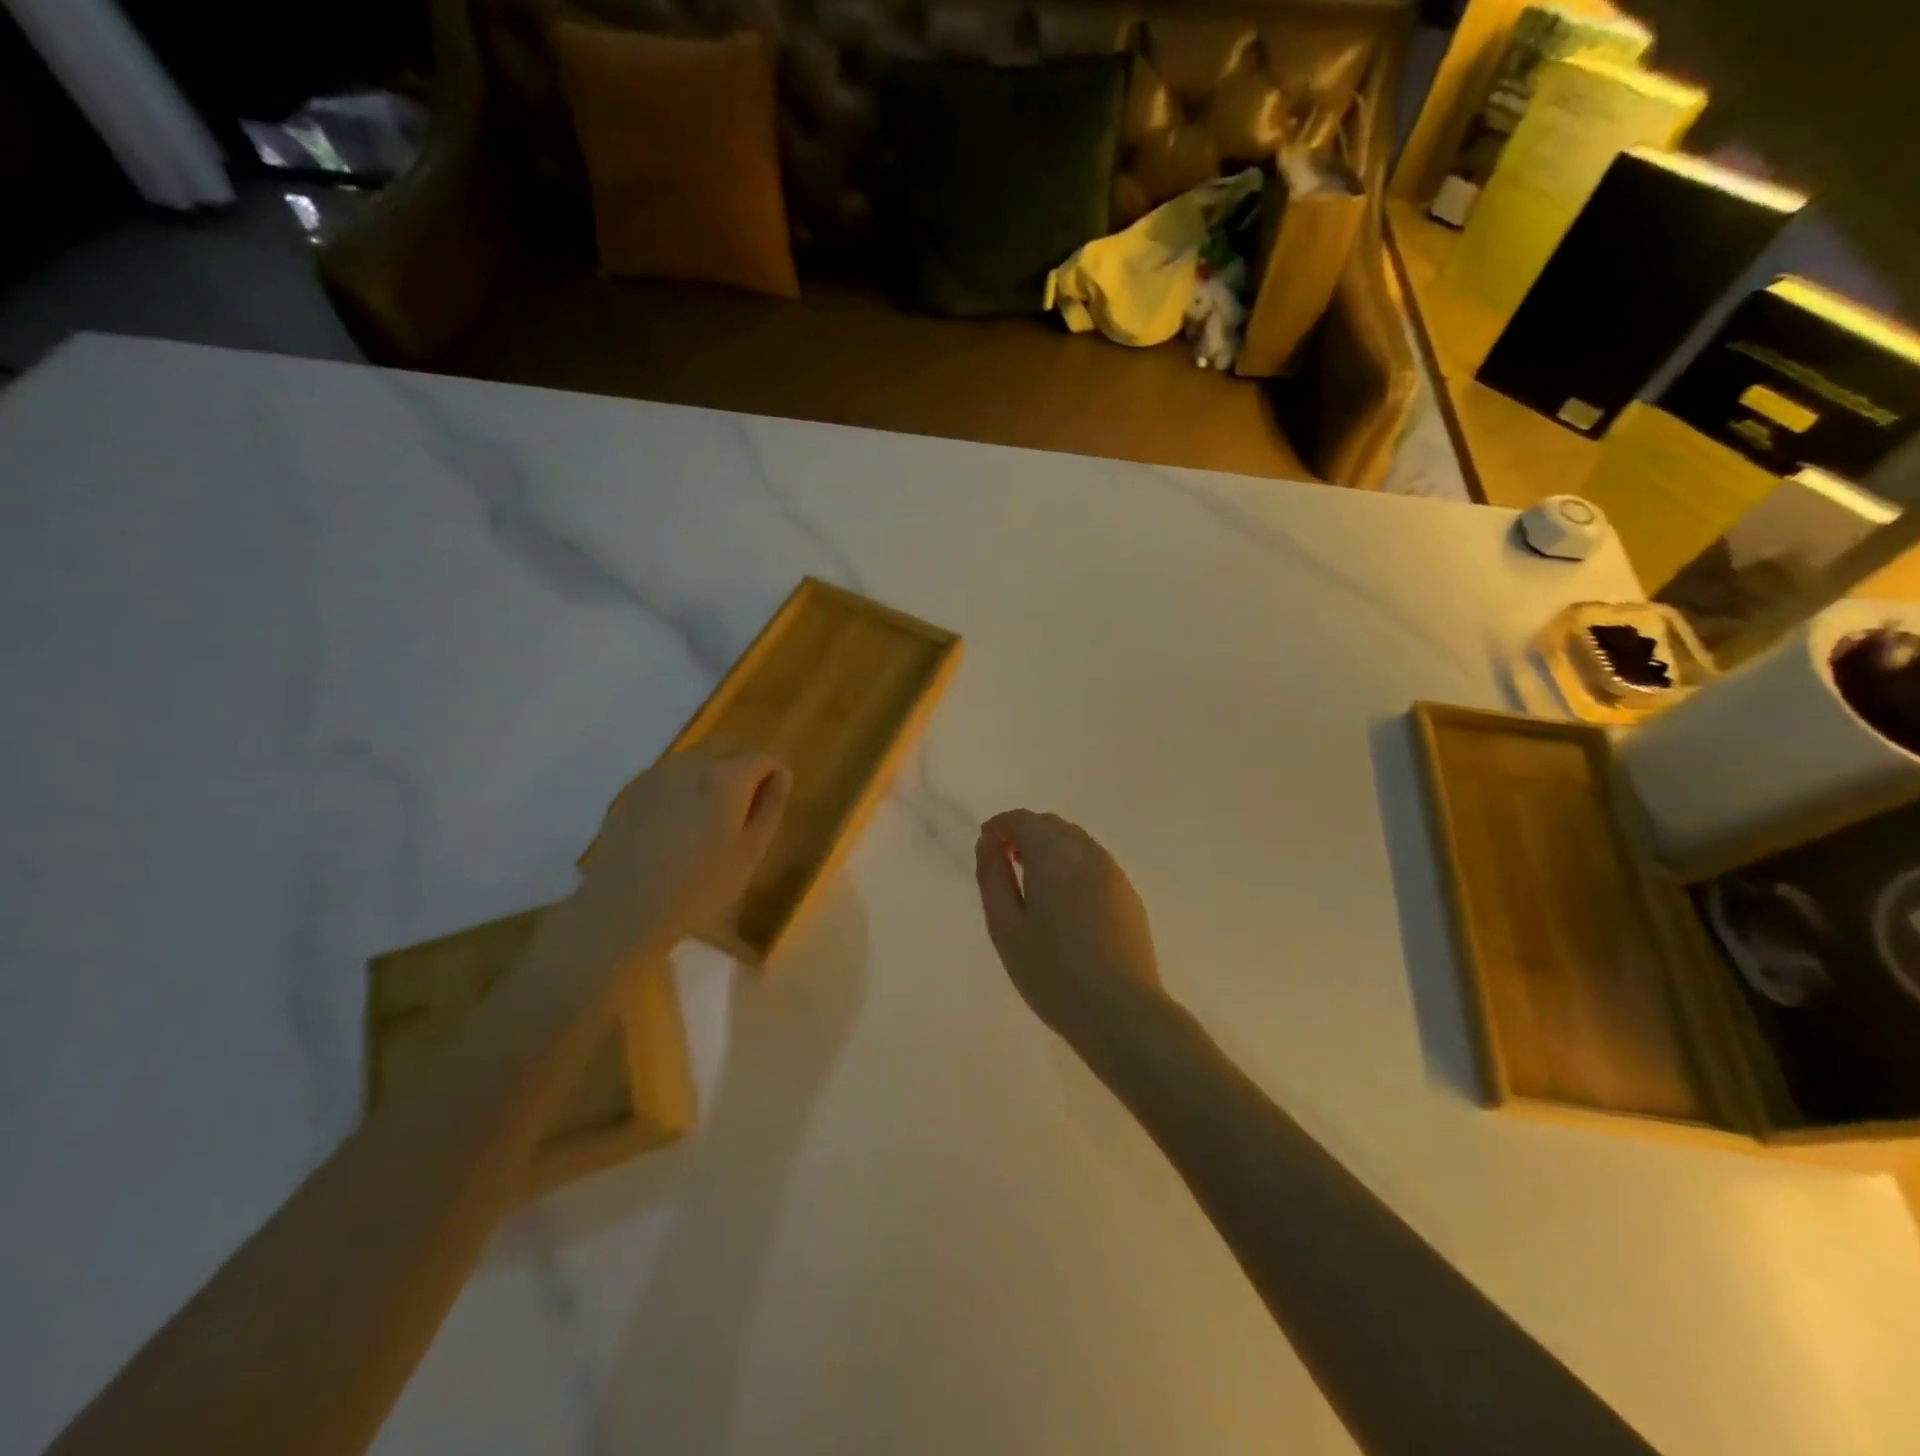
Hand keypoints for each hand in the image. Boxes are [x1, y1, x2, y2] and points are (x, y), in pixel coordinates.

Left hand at [573, 744, 790, 965]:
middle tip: (745, 807)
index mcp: (726, 778)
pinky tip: (678, 823)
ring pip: (698, 757)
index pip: (763, 757)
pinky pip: (671, 773)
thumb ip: (770, 806)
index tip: (770, 805)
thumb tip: (781, 773)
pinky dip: (685, 785)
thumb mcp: (750, 852)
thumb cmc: (699, 888)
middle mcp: (692, 764)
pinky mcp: (634, 789)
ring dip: (714, 773)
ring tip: (711, 816)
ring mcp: (658, 774)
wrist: (623, 909)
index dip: (773, 776)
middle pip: (729, 747)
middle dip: (744, 766)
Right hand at [974, 809, 1164, 1036]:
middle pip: (1051, 825)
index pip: (1023, 820)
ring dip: (1050, 848)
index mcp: (1053, 855)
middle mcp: (1087, 852)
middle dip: (1025, 833)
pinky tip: (1064, 900)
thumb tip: (988, 842)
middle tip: (1005, 862)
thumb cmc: (1051, 972)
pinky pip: (1094, 862)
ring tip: (1032, 881)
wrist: (1120, 1011)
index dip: (1000, 826)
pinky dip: (1072, 864)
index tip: (985, 845)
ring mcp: (1113, 872)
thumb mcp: (1005, 927)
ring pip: (1076, 841)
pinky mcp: (1128, 894)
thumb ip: (993, 877)